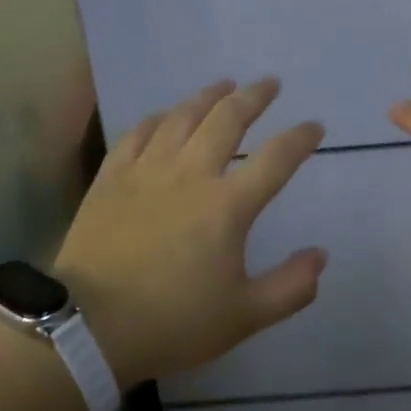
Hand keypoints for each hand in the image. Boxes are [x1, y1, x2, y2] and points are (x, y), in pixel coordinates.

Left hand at [54, 79, 326, 387]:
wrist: (89, 327)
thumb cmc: (172, 322)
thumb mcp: (244, 317)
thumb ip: (290, 287)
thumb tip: (321, 255)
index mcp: (227, 205)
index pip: (275, 158)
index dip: (299, 138)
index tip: (314, 126)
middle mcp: (191, 173)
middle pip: (228, 119)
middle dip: (254, 97)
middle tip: (269, 83)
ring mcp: (148, 169)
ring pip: (183, 116)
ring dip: (208, 96)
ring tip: (224, 85)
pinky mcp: (112, 175)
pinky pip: (138, 132)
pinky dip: (158, 118)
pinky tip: (165, 116)